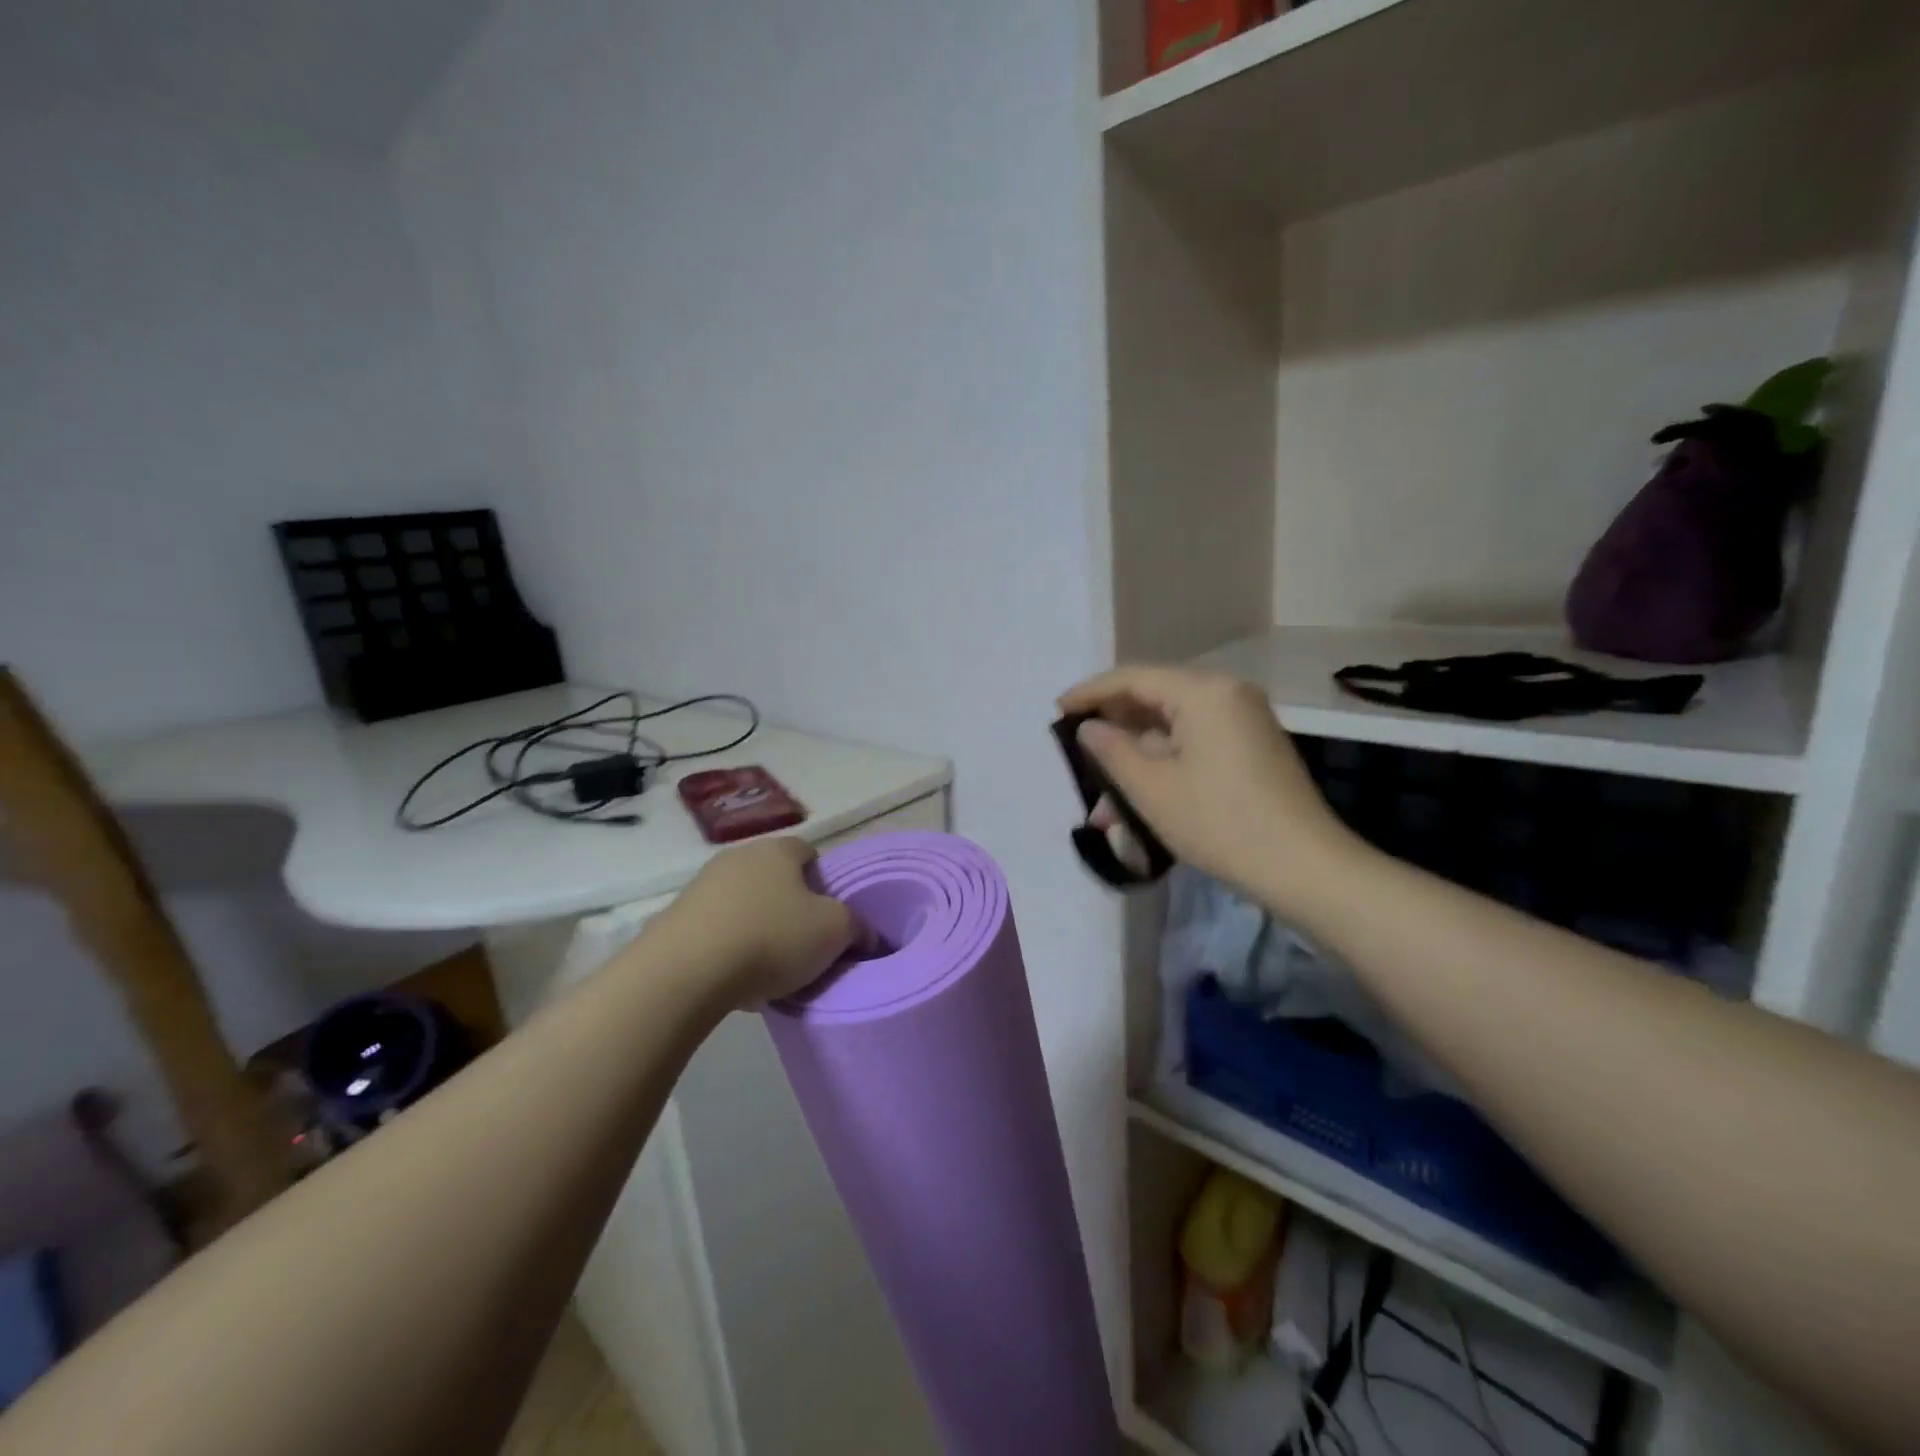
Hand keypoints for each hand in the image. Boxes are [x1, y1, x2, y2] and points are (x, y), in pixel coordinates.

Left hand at [659, 837, 858, 1008]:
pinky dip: (728, 948)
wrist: (685, 972)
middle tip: (804, 943)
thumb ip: (857, 927)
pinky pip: (716, 929)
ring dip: (757, 928)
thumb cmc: (771, 938)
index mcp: (778, 850)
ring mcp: (701, 886)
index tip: (830, 915)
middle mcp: (738, 857)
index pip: (810, 853)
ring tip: (768, 970)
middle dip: (790, 907)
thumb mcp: (835, 932)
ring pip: (744, 904)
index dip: (824, 882)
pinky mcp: (675, 918)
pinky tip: (735, 980)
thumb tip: (866, 934)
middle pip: (775, 879)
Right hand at [1058, 665, 1361, 916]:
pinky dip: (1164, 762)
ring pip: (1173, 726)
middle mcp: (1227, 693)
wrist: (1305, 867)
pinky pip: (1195, 741)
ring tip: (1104, 798)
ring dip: (1137, 755)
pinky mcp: (1251, 746)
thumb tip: (1089, 727)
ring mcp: (1244, 720)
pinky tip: (1140, 795)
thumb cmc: (1221, 823)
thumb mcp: (1153, 789)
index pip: (1133, 679)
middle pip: (1155, 697)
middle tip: (1077, 752)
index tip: (1057, 711)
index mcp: (1204, 692)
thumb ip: (1112, 750)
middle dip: (1114, 729)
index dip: (1091, 693)